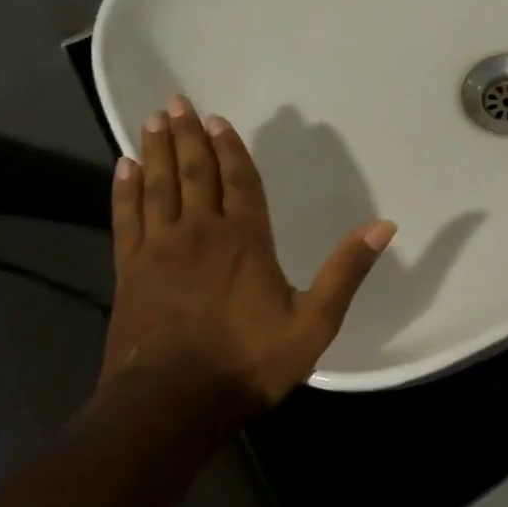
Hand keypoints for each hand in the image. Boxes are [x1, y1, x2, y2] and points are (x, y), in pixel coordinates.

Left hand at [101, 94, 395, 414]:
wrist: (170, 405)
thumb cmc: (248, 361)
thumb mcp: (315, 322)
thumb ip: (346, 271)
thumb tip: (384, 226)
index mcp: (246, 239)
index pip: (239, 180)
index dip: (230, 148)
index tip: (217, 119)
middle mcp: (201, 233)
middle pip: (194, 173)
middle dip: (188, 137)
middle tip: (177, 102)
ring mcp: (159, 250)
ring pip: (158, 187)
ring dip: (157, 152)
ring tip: (154, 120)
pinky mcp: (130, 272)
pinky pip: (127, 218)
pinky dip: (125, 191)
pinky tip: (122, 170)